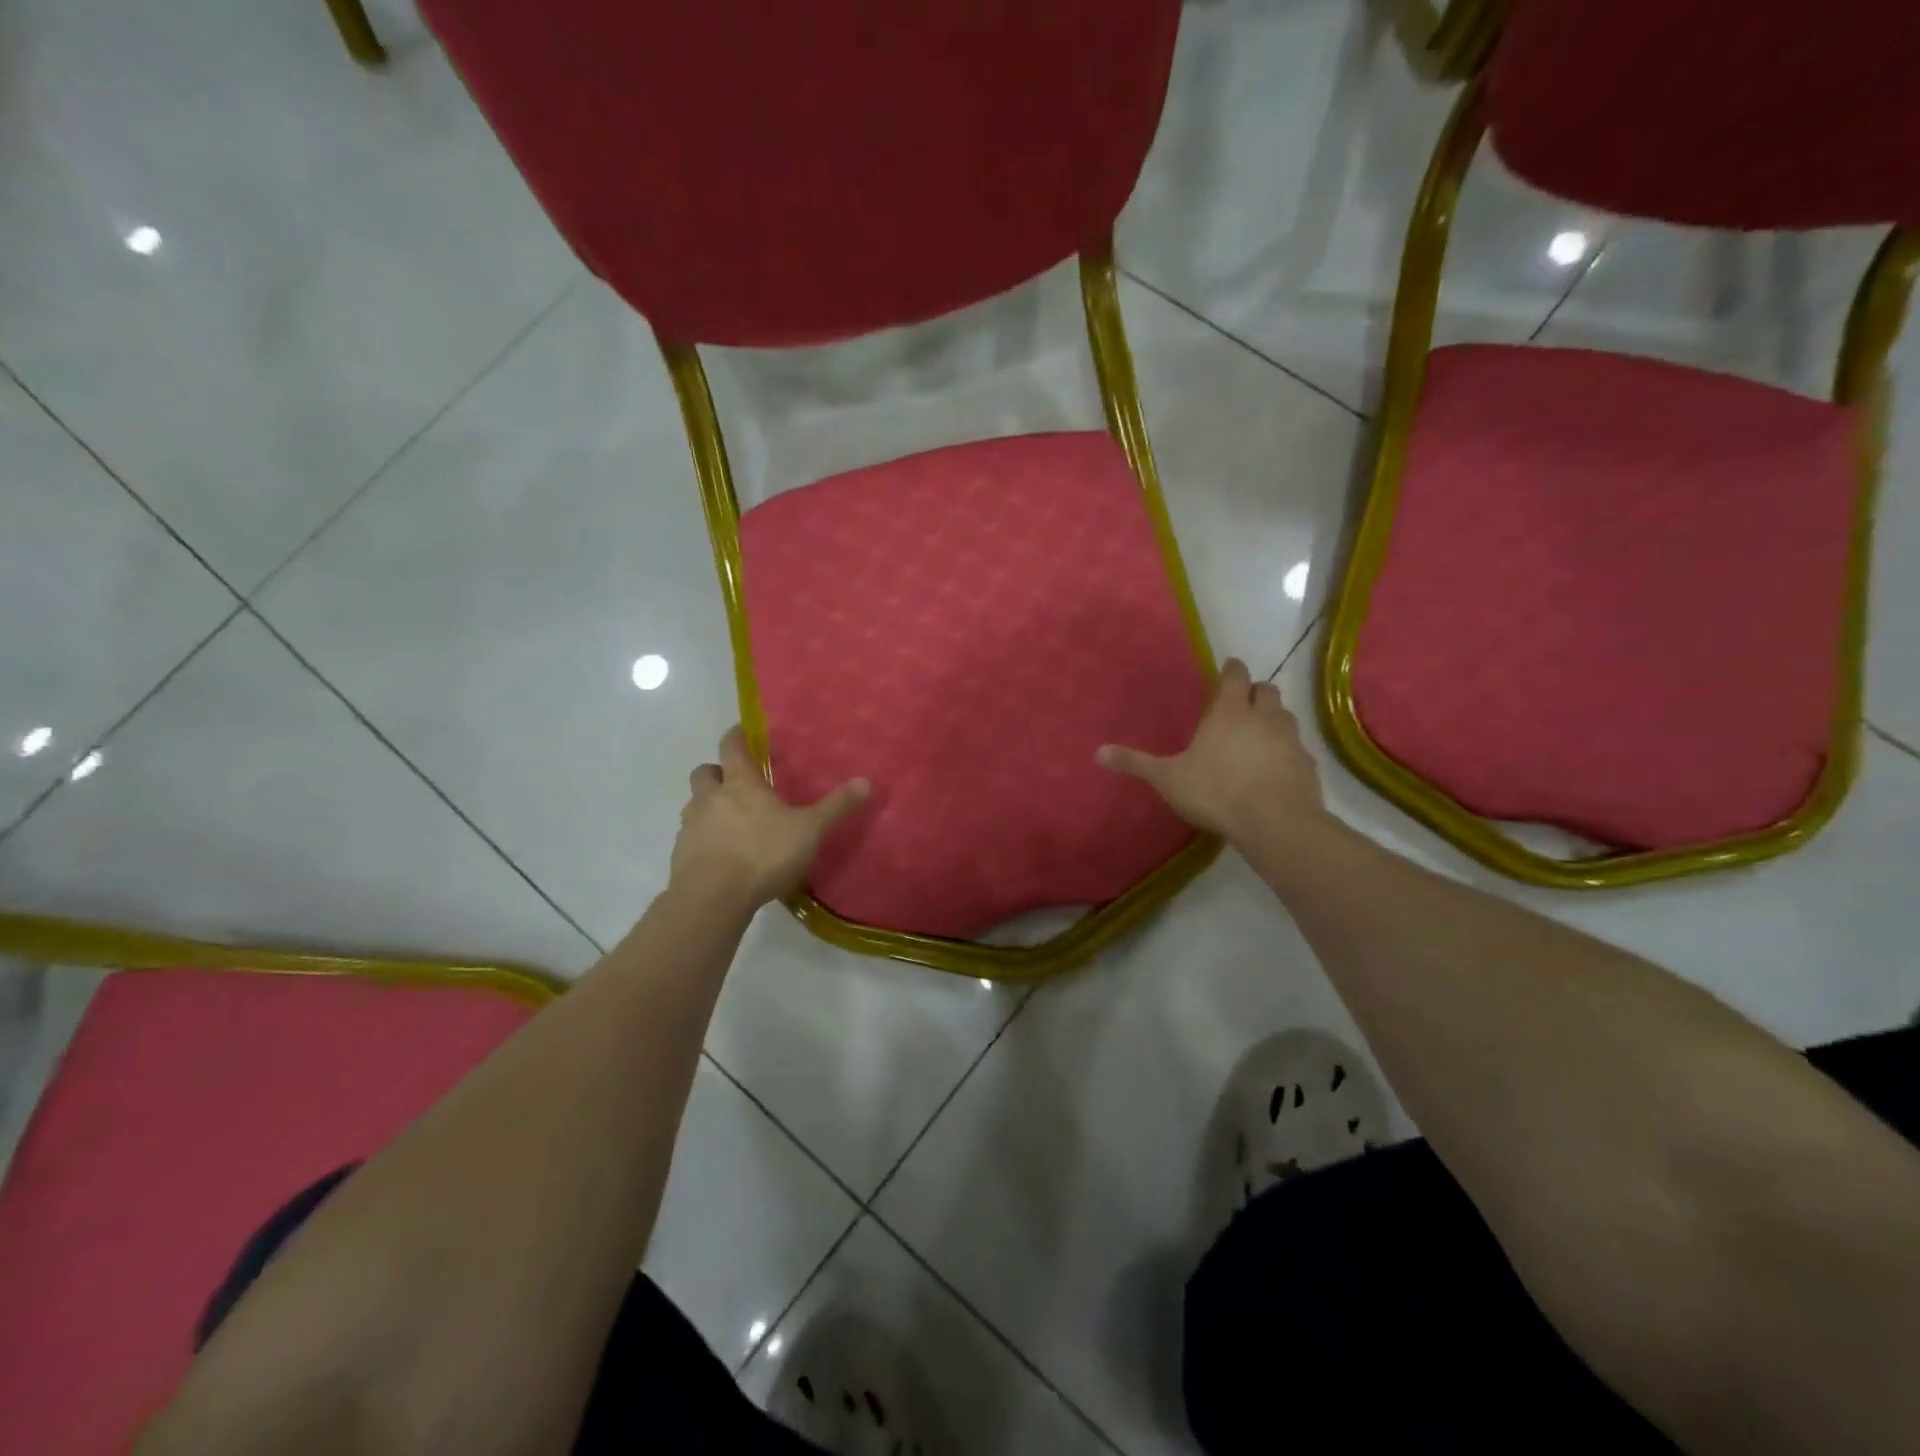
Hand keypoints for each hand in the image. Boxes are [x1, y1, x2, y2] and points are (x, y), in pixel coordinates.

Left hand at [670, 726, 870, 913]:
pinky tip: (721, 857)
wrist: (712, 897)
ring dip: (708, 807)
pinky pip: (690, 838)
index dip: (736, 736)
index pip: (731, 746)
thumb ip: (836, 807)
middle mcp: (710, 798)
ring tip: (730, 823)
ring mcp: (690, 827)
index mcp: (740, 784)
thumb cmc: (763, 853)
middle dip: (717, 772)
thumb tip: (867, 781)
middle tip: (735, 782)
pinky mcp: (680, 855)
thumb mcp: (809, 830)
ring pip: (694, 805)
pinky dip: (703, 840)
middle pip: (704, 773)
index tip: (742, 731)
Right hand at [1096, 658, 1323, 847]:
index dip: (1232, 669)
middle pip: (1266, 690)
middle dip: (1255, 692)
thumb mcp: (1168, 779)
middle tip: (1242, 702)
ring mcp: (1291, 739)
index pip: (1236, 676)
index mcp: (1230, 712)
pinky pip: (1298, 748)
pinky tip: (1276, 766)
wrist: (1275, 822)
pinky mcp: (1308, 765)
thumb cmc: (1216, 792)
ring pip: (1286, 716)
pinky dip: (1287, 750)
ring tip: (1259, 732)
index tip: (1229, 668)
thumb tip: (1097, 753)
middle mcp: (1264, 717)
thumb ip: (1136, 763)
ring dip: (1273, 717)